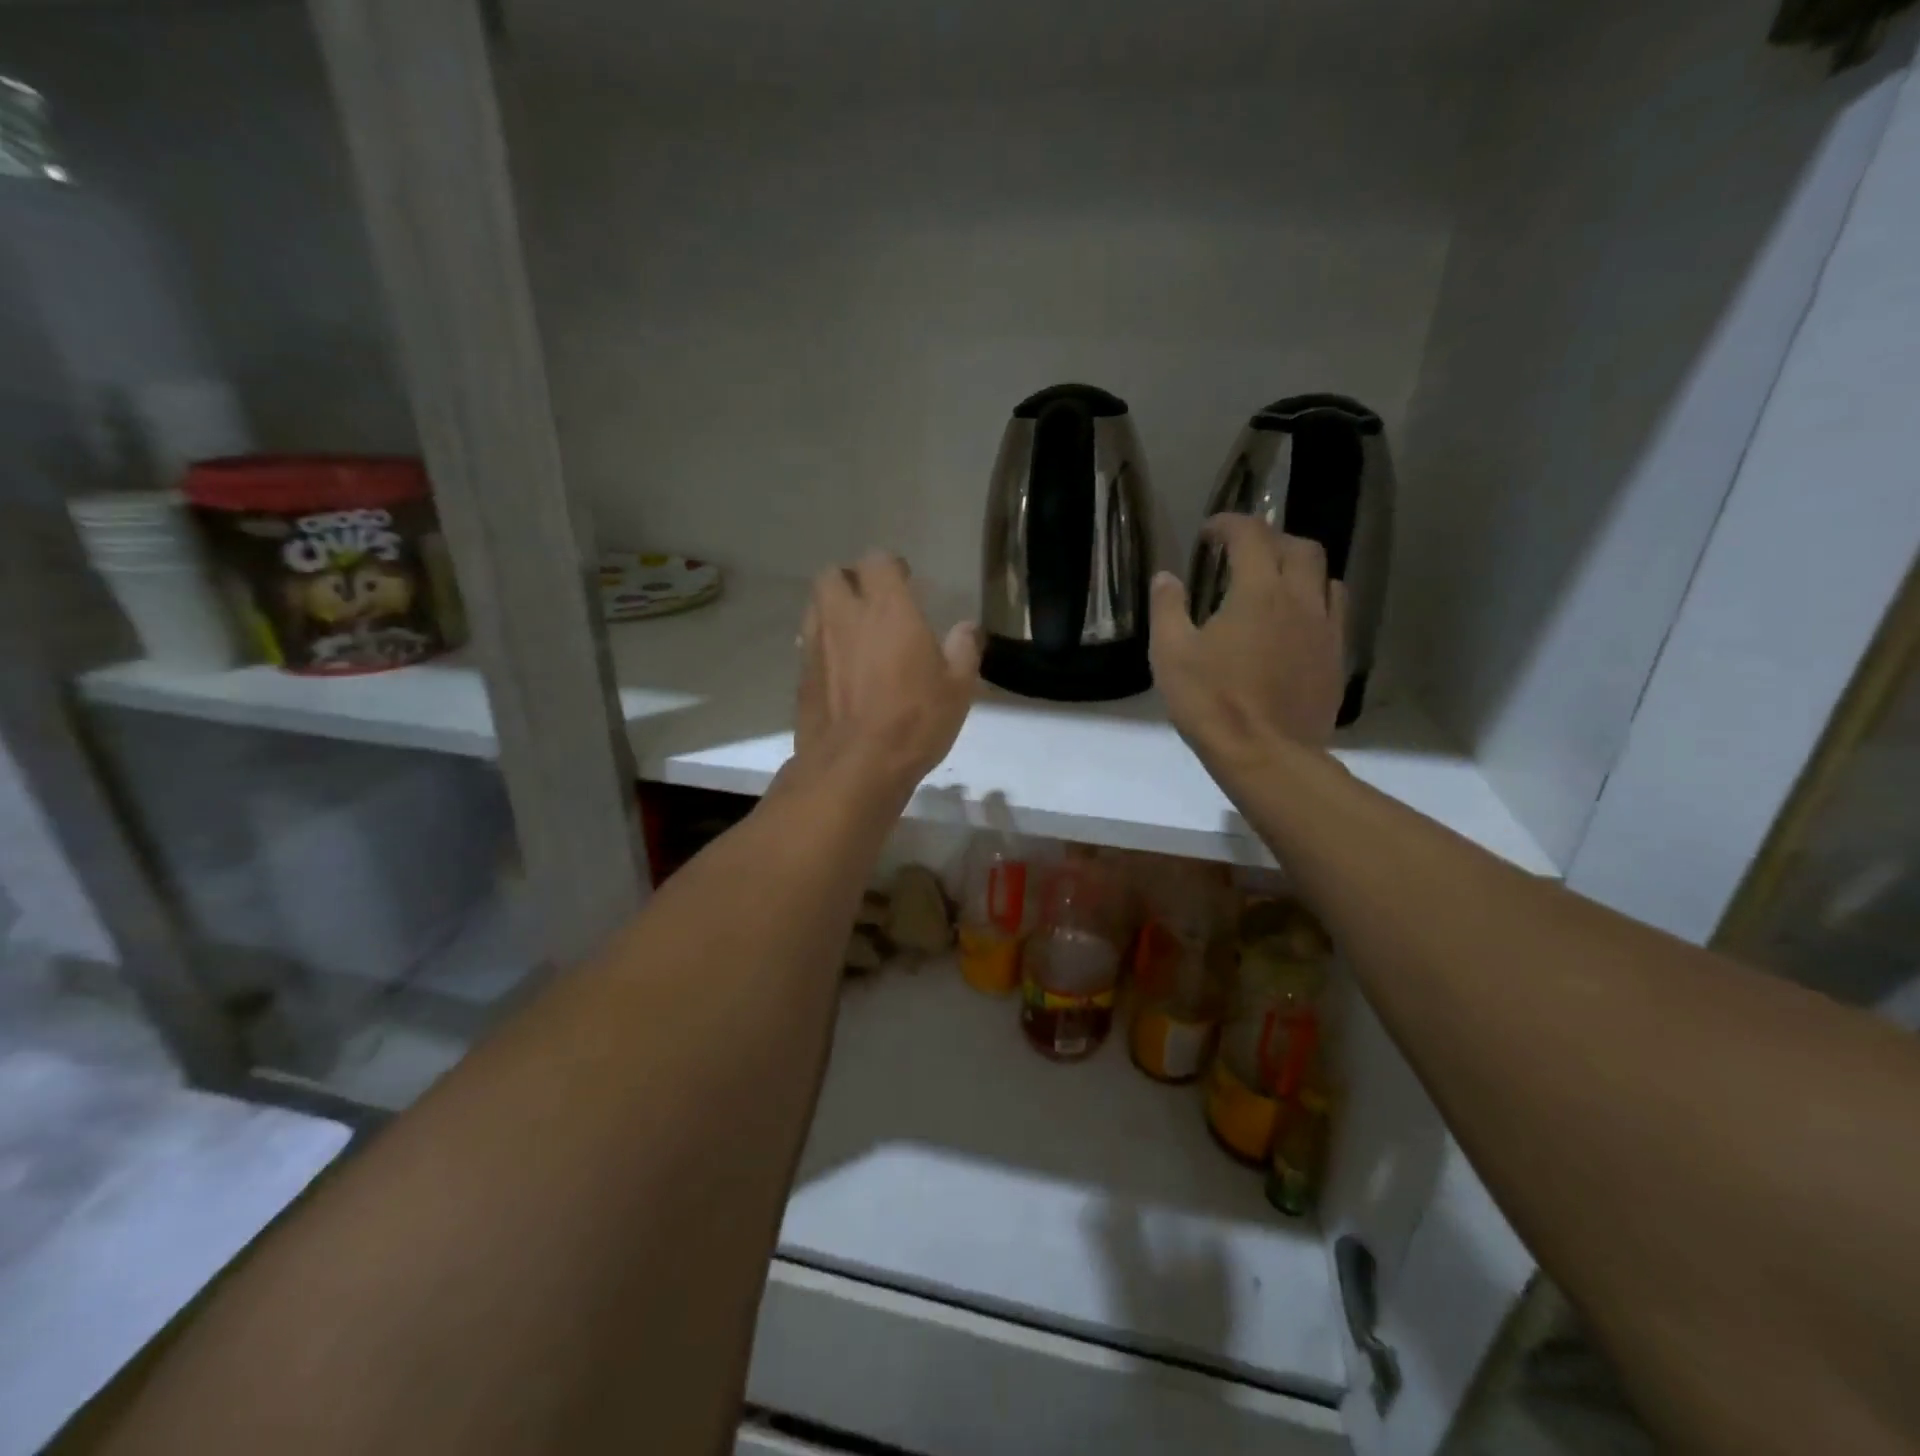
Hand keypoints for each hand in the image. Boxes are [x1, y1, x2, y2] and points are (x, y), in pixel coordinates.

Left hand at [794, 551, 980, 795]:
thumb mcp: (957, 689)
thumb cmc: (913, 721)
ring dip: (832, 610)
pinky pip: (808, 643)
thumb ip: (963, 650)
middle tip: (872, 602)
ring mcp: (815, 645)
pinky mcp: (801, 675)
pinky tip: (840, 669)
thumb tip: (968, 628)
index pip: (876, 561)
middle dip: (850, 581)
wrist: (854, 767)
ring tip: (854, 633)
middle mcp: (844, 617)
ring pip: (815, 606)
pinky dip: (823, 645)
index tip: (905, 581)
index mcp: (886, 609)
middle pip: (832, 575)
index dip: (890, 567)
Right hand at [1150, 517, 1347, 767]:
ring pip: (1325, 576)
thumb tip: (1166, 577)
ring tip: (1275, 582)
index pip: (1250, 536)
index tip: (1209, 533)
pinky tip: (1296, 621)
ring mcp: (1325, 628)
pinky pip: (1335, 611)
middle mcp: (1300, 599)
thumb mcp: (1170, 654)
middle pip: (1298, 547)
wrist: (1266, 755)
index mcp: (1258, 592)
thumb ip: (1168, 608)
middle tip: (1243, 553)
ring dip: (1298, 568)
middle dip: (1270, 539)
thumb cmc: (1211, 702)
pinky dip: (1316, 600)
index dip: (1229, 525)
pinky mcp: (1336, 657)